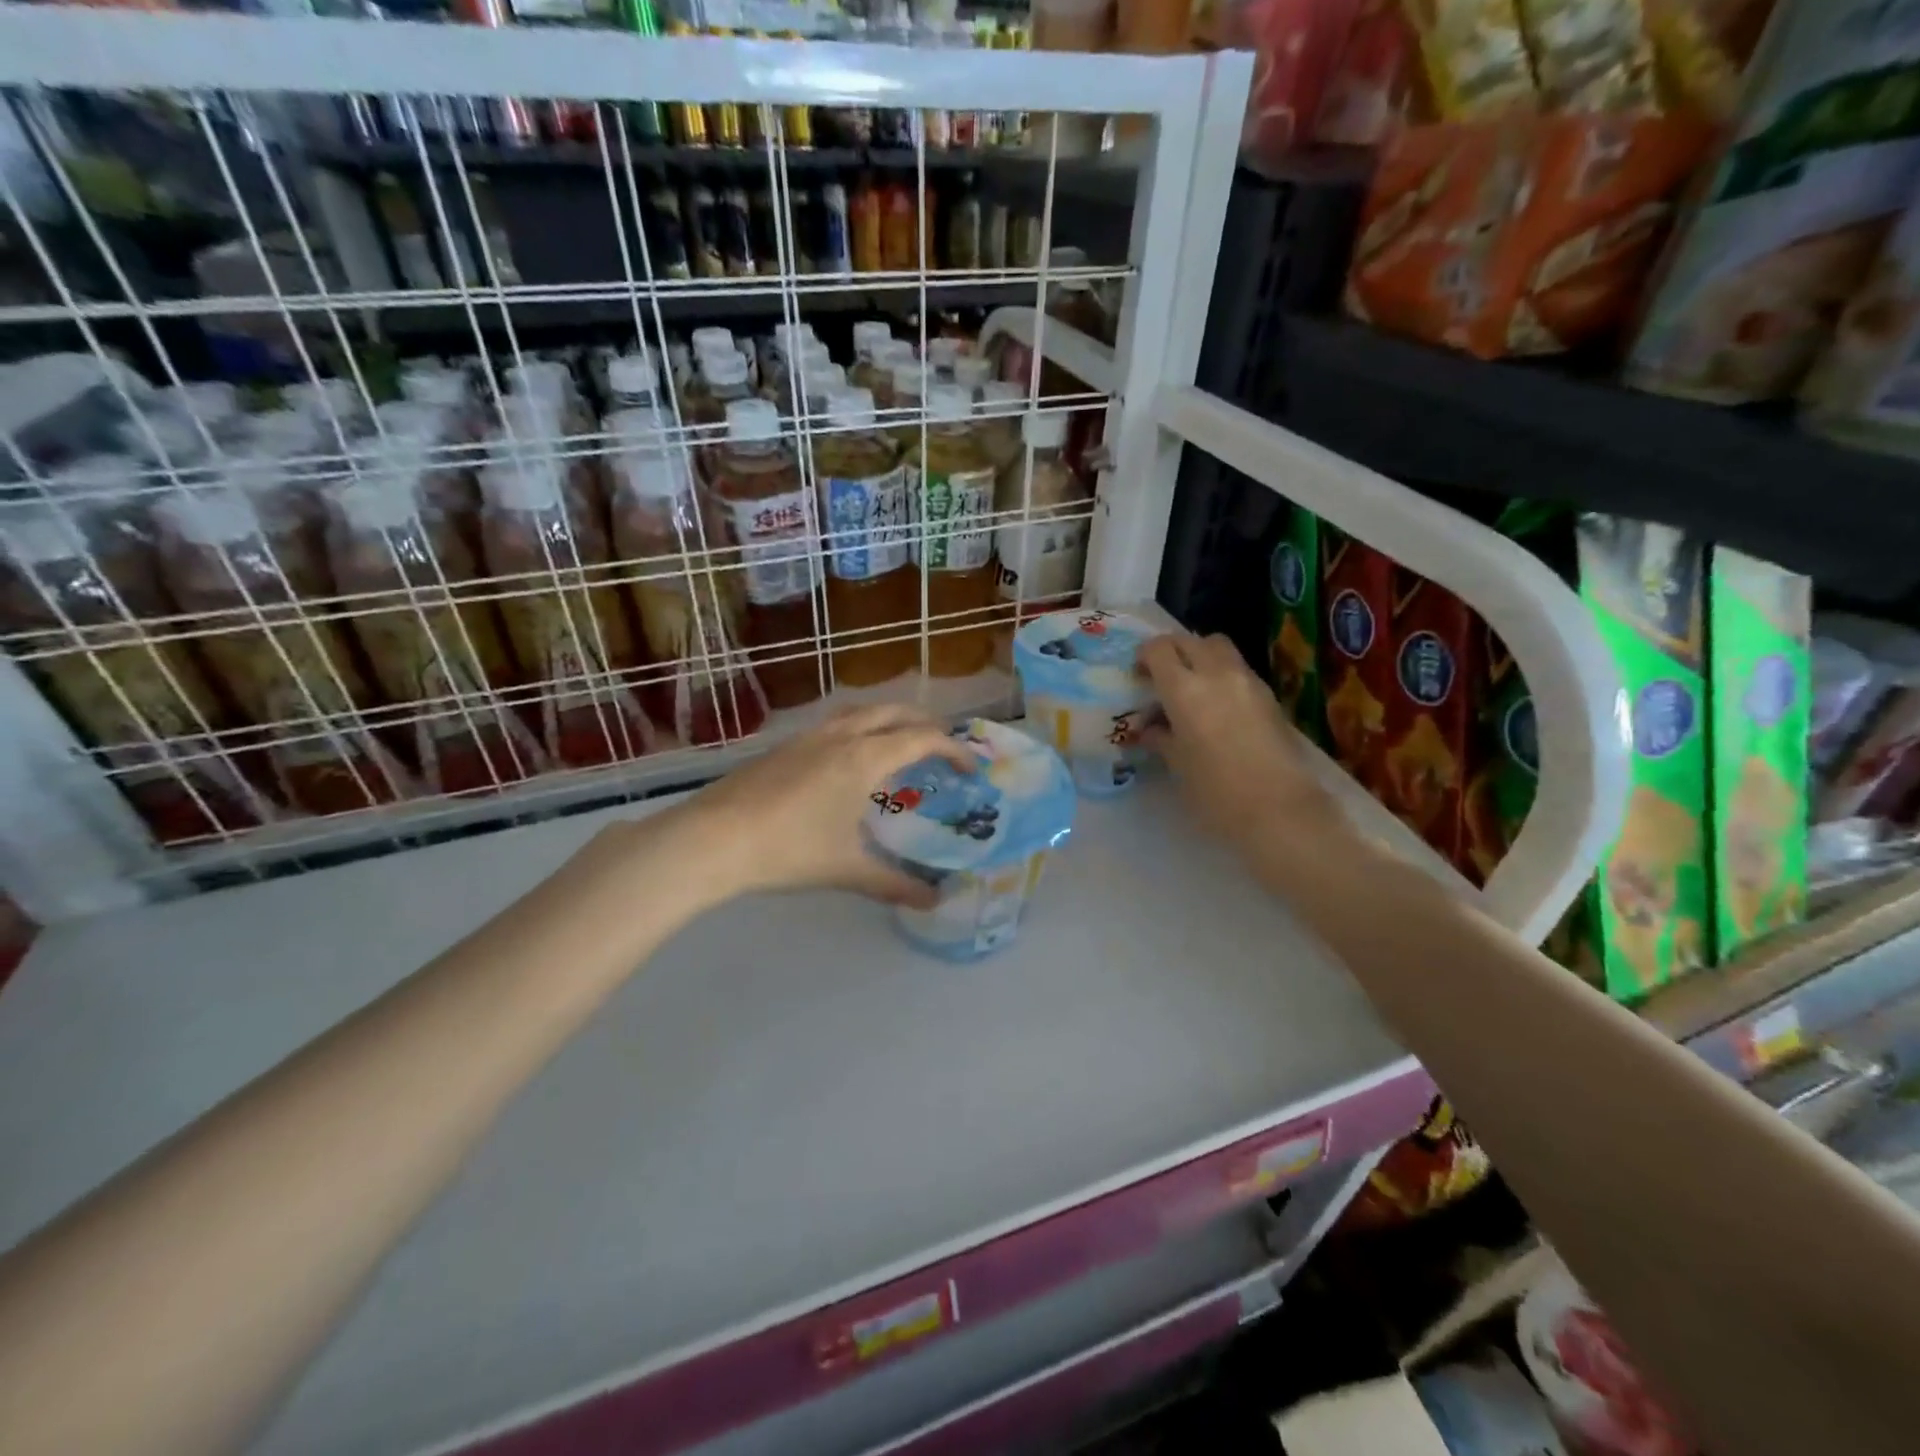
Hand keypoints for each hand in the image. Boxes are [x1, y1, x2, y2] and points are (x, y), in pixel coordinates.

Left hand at [666, 704, 977, 908]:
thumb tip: (931, 902)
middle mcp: (840, 736)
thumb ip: (893, 884)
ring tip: (898, 744)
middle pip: (894, 711)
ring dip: (888, 719)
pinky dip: (858, 728)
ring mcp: (808, 736)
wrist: (712, 839)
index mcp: (864, 758)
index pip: (922, 738)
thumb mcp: (846, 869)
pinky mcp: (784, 745)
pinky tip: (848, 759)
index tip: (970, 769)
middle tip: (941, 747)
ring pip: (860, 711)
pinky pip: (834, 723)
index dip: (953, 749)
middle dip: (924, 723)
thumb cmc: (788, 850)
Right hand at [1137, 632, 1338, 851]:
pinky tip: (1217, 706)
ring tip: (1191, 688)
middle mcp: (1216, 674)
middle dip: (1171, 651)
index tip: (1138, 676)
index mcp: (1184, 689)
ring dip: (1199, 657)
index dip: (1144, 656)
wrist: (1280, 810)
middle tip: (1161, 678)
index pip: (1158, 649)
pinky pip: (1238, 668)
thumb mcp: (1177, 765)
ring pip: (1218, 647)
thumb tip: (1150, 728)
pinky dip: (1221, 674)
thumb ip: (1161, 738)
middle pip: (1189, 640)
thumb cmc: (1216, 792)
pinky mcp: (1269, 695)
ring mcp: (1248, 681)